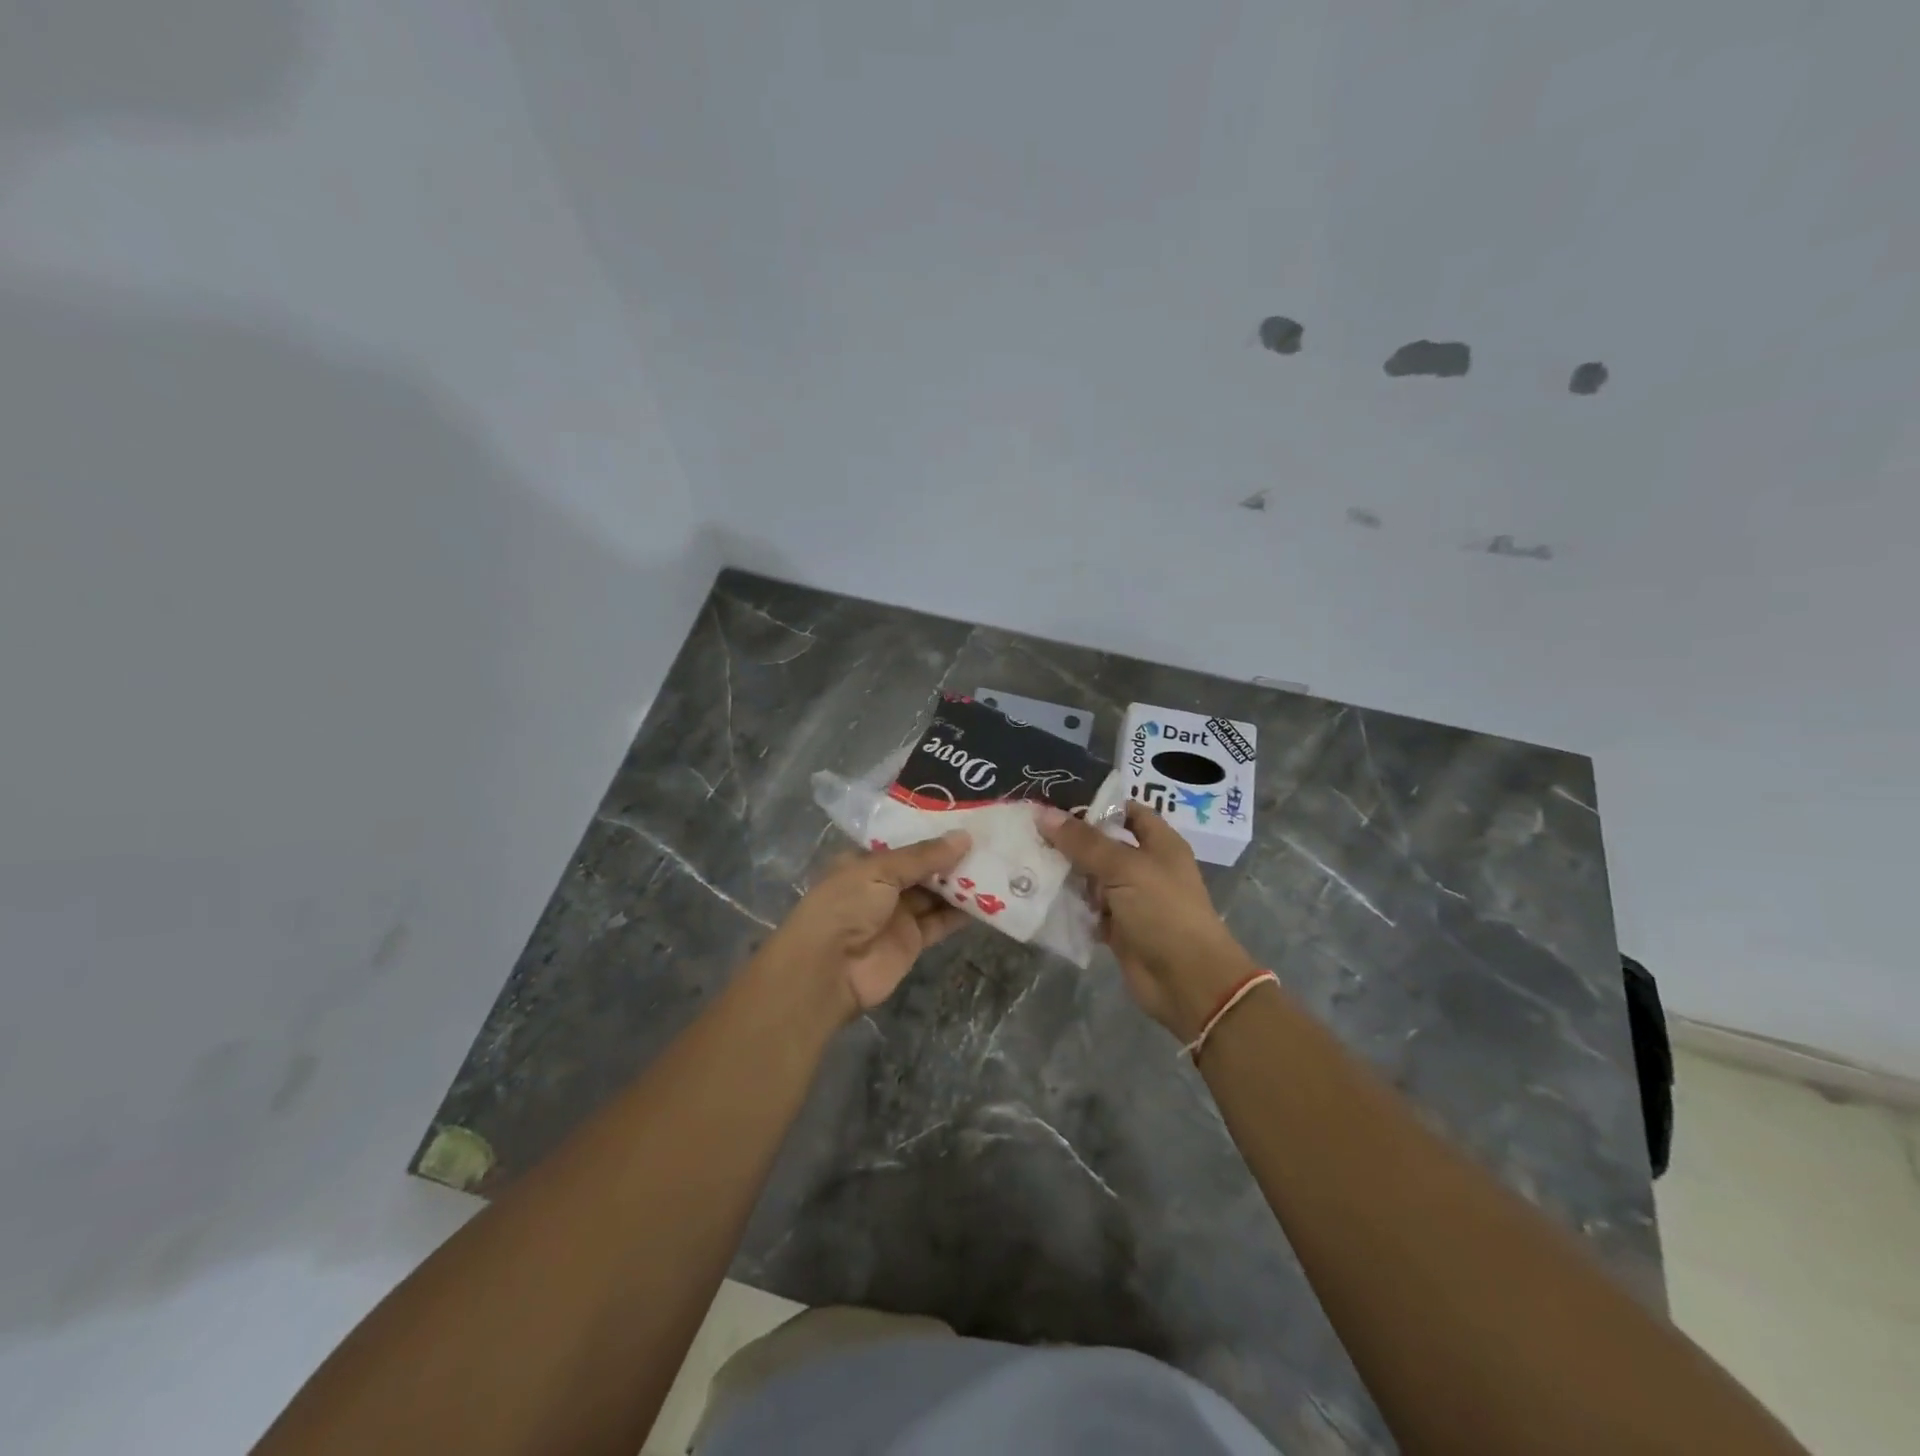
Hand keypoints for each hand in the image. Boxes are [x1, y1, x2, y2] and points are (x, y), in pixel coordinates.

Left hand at [758, 831, 972, 1022]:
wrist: (827, 972)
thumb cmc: (845, 906)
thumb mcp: (880, 870)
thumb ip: (924, 856)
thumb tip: (965, 837)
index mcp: (864, 861)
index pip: (903, 841)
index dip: (931, 831)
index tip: (966, 817)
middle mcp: (881, 885)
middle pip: (922, 867)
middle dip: (952, 856)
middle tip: (991, 838)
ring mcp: (897, 914)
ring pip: (935, 894)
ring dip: (962, 882)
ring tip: (997, 862)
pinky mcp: (912, 941)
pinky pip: (942, 921)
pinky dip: (963, 912)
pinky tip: (991, 897)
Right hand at [1038, 802, 1257, 1041]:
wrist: (1187, 981)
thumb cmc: (1163, 911)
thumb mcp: (1124, 868)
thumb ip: (1083, 842)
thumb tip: (1043, 813)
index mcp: (1159, 843)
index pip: (1127, 811)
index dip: (1096, 804)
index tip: (1056, 800)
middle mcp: (1145, 867)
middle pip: (1102, 844)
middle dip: (1070, 839)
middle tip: (1028, 829)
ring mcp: (1130, 898)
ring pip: (1091, 877)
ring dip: (1064, 872)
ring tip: (1024, 857)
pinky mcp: (1117, 927)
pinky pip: (1087, 908)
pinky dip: (1068, 904)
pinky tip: (1037, 893)